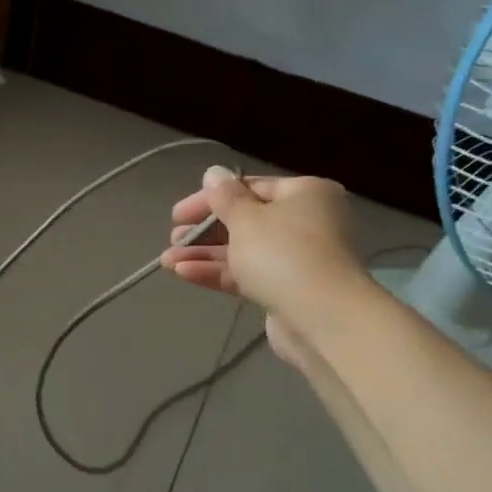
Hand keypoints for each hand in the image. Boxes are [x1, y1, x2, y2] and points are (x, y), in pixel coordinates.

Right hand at [161, 167, 361, 319]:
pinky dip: (219, 273)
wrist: (323, 318)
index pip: (250, 188)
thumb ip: (224, 197)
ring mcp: (299, 260)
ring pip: (244, 251)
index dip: (211, 199)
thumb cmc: (283, 253)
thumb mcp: (246, 218)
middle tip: (174, 238)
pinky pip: (248, 275)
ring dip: (205, 255)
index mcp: (306, 194)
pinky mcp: (288, 291)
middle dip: (204, 231)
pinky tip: (184, 273)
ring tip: (168, 260)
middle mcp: (307, 223)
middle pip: (246, 221)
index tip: (178, 214)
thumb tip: (214, 172)